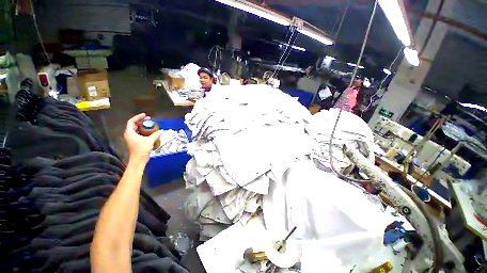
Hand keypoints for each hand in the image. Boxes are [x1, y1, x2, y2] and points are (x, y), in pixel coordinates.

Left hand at [124, 113, 162, 162]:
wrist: (139, 160)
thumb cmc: (142, 149)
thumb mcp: (150, 140)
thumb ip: (155, 135)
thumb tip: (161, 131)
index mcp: (130, 132)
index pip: (132, 121)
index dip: (138, 117)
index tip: (145, 115)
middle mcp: (129, 134)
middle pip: (134, 124)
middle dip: (141, 121)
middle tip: (149, 119)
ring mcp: (132, 138)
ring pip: (136, 129)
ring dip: (143, 126)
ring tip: (150, 124)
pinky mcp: (135, 142)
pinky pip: (139, 133)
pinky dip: (144, 131)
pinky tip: (149, 131)